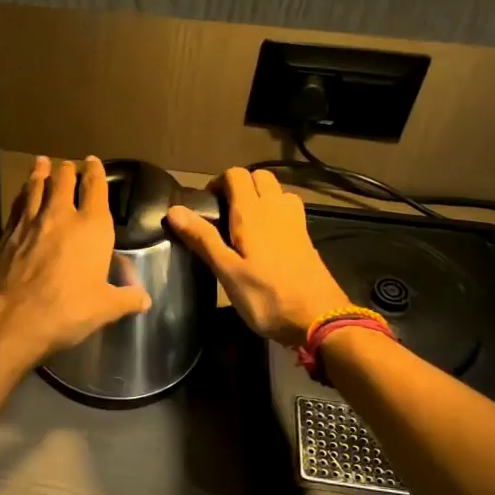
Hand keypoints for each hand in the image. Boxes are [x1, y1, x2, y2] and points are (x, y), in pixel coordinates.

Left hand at [0, 156, 152, 364]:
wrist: (14, 318)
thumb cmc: (68, 310)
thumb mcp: (105, 308)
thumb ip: (126, 299)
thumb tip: (145, 300)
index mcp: (91, 227)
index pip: (95, 188)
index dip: (95, 172)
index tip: (93, 161)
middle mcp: (60, 216)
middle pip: (62, 181)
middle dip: (67, 170)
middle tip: (67, 165)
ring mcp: (29, 222)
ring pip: (36, 187)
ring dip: (40, 173)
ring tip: (41, 163)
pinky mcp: (6, 234)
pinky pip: (17, 205)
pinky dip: (22, 195)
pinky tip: (21, 195)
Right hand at [166, 167, 353, 347]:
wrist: (319, 319)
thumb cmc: (267, 297)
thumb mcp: (227, 272)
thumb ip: (203, 239)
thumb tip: (174, 209)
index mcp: (253, 214)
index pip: (236, 175)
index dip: (218, 182)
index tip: (206, 204)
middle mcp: (276, 209)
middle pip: (260, 176)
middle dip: (240, 185)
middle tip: (224, 211)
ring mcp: (295, 222)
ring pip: (278, 191)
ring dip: (261, 196)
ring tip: (245, 222)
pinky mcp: (306, 238)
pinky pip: (289, 210)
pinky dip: (276, 212)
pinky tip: (267, 238)